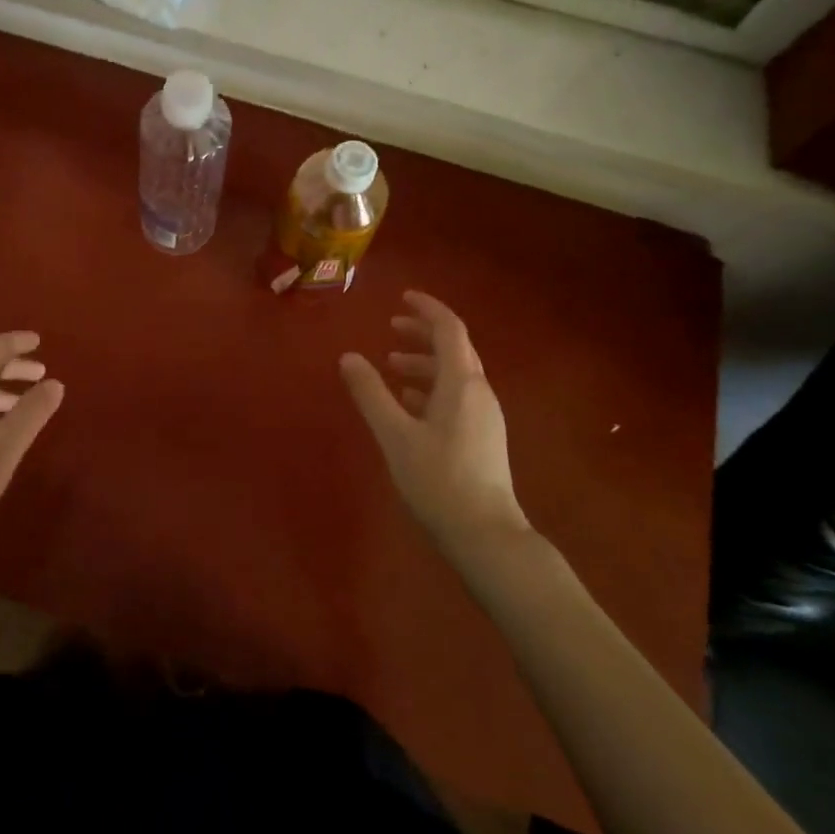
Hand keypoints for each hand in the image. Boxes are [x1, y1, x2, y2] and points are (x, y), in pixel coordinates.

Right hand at [340, 291, 529, 556]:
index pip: (449, 329)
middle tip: (391, 327)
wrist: (485, 535)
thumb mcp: (395, 435)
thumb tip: (348, 357)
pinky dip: (431, 388)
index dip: (427, 309)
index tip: (402, 298)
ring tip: (391, 365)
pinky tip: (408, 403)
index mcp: (462, 383)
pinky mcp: (482, 437)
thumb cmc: (438, 479)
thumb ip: (371, 393)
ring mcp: (484, 416)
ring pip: (454, 374)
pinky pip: (456, 396)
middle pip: (454, 349)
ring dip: (424, 362)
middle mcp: (479, 392)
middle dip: (423, 334)